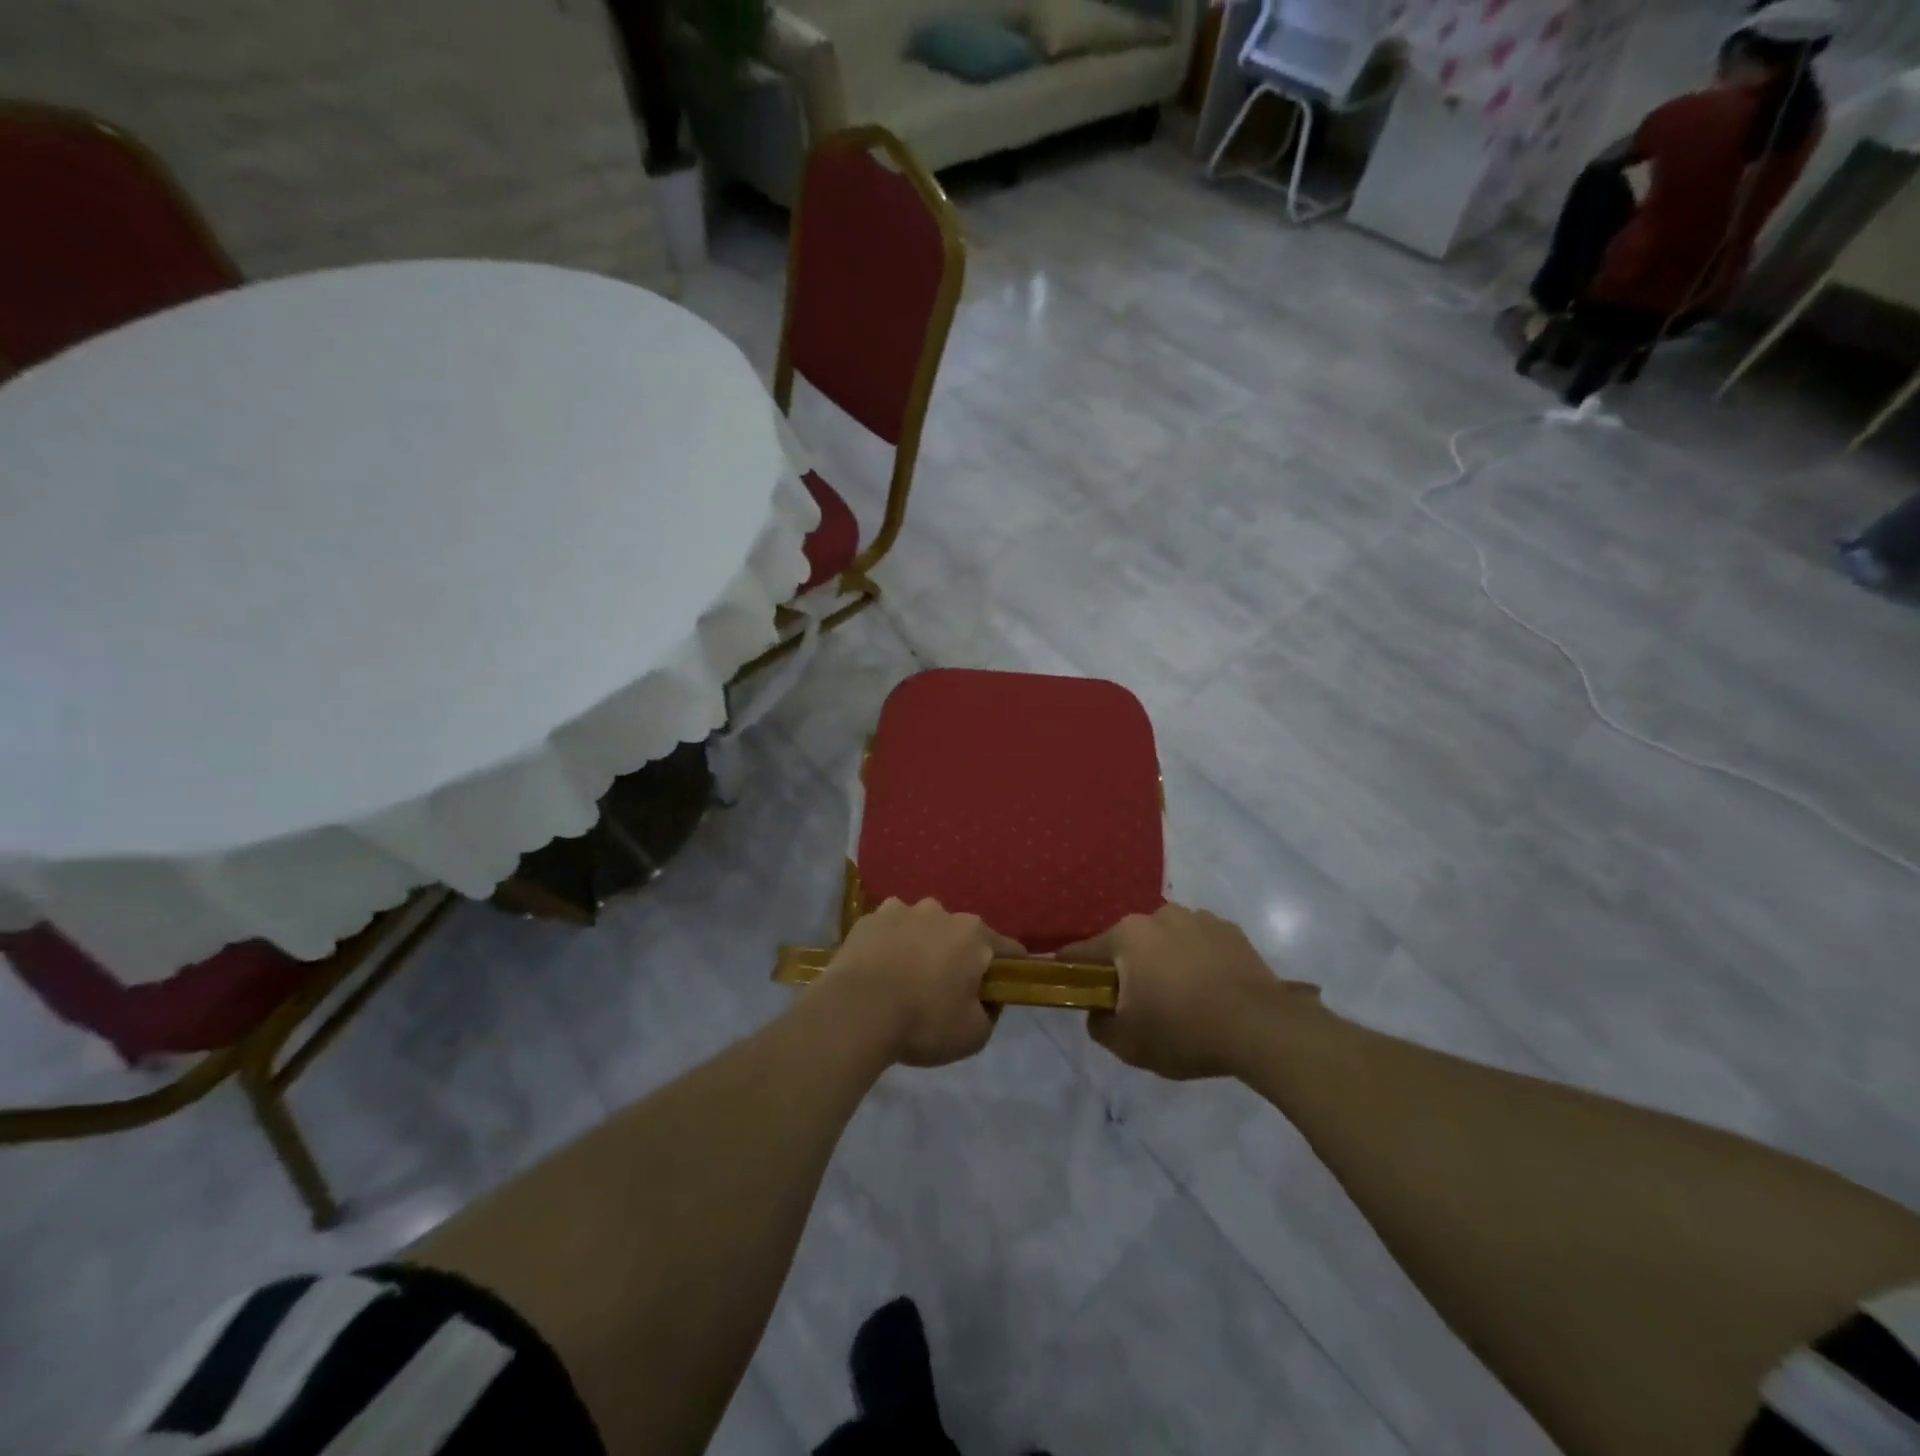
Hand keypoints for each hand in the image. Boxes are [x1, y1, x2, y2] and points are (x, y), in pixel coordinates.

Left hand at [819, 898, 1023, 1067]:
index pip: (1008, 949)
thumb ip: (990, 1013)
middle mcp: (941, 912)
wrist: (856, 1011)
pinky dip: (888, 945)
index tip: (1001, 988)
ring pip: (921, 927)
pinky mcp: (868, 919)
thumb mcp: (974, 1035)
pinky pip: (888, 931)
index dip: (1009, 970)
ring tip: (905, 979)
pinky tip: (878, 971)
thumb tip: (986, 1000)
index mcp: (974, 935)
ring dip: (921, 946)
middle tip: (945, 990)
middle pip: (961, 935)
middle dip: (958, 957)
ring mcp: (901, 909)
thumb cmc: (923, 1021)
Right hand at [1059, 903, 1317, 1080]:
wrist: (1262, 1028)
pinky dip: (1197, 960)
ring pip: (1164, 940)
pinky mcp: (1229, 929)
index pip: (1081, 951)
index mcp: (1126, 936)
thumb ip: (1099, 1025)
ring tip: (1182, 998)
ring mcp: (1197, 918)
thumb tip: (1097, 1011)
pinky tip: (1211, 990)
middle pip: (1127, 943)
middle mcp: (1157, 915)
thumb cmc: (1185, 1031)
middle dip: (1127, 968)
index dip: (1071, 971)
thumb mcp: (1128, 1045)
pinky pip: (1199, 943)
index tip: (1074, 989)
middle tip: (1139, 1004)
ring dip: (1164, 961)